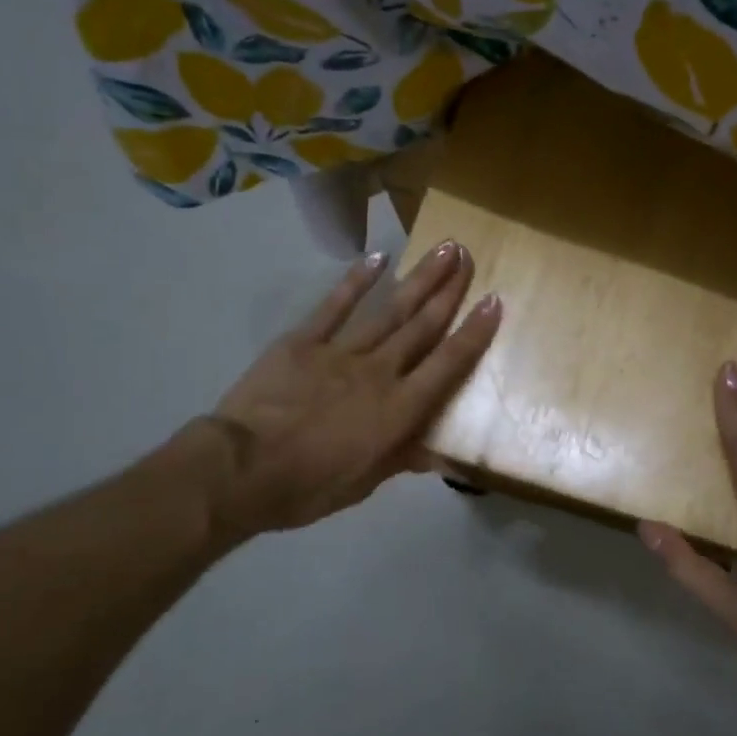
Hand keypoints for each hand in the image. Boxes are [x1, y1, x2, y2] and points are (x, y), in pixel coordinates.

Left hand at [195, 241, 500, 540]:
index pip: (447, 364)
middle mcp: (380, 372)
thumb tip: (443, 457)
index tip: (494, 301)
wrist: (241, 470)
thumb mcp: (363, 484)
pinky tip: (377, 259)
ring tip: (442, 249)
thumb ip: (403, 458)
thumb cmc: (307, 486)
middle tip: (469, 256)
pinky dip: (356, 282)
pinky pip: (334, 307)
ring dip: (419, 279)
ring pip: (390, 310)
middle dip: (450, 290)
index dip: (475, 332)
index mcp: (399, 409)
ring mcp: (341, 352)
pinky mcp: (303, 341)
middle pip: (422, 326)